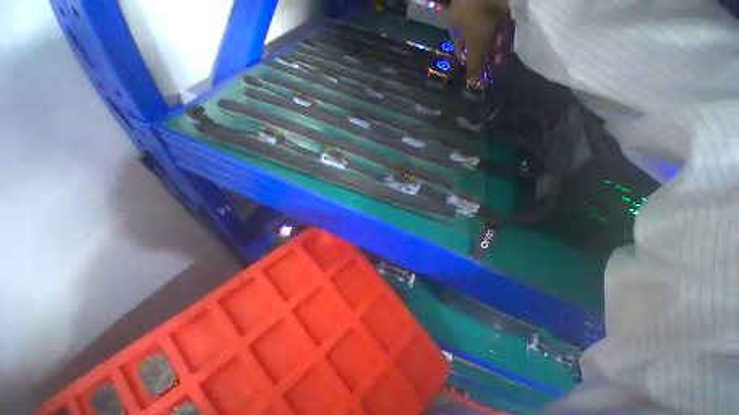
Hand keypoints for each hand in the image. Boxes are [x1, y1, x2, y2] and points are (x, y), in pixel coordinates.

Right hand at [448, 0, 509, 87]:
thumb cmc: (478, 18)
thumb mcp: (475, 46)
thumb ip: (475, 66)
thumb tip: (474, 85)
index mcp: (454, 25)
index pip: (460, 48)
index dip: (470, 61)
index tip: (479, 70)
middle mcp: (466, 14)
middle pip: (477, 40)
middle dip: (486, 54)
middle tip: (495, 64)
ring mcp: (483, 5)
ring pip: (490, 31)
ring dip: (496, 45)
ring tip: (503, 56)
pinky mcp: (500, 1)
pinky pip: (501, 20)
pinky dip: (504, 31)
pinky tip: (508, 41)